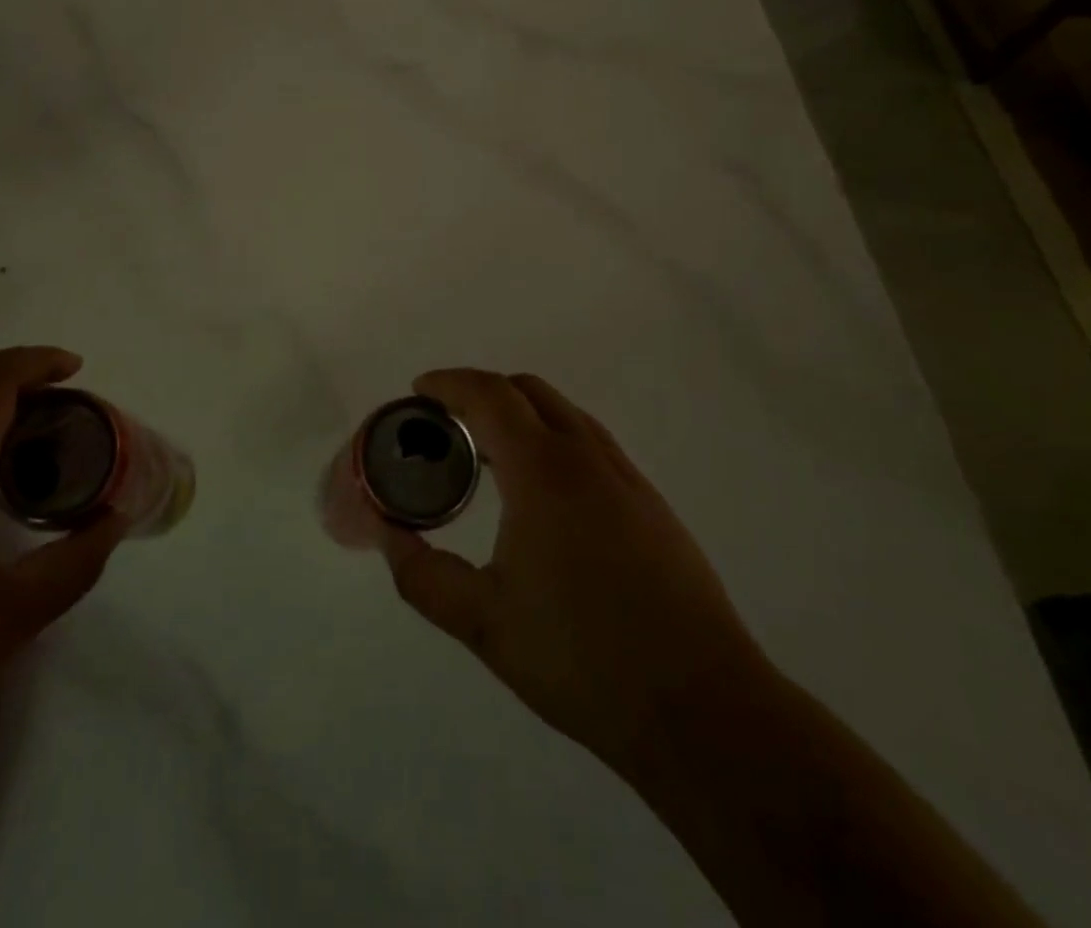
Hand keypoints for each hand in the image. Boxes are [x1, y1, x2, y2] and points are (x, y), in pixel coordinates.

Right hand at [380, 370, 772, 784]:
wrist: (702, 708)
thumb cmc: (583, 659)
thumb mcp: (483, 623)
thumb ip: (423, 575)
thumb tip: (389, 536)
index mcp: (544, 471)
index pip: (489, 395)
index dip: (448, 383)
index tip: (418, 390)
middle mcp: (588, 457)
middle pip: (528, 390)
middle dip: (480, 391)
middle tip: (446, 424)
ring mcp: (627, 478)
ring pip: (564, 413)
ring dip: (519, 413)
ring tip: (487, 454)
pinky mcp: (651, 504)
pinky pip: (590, 442)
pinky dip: (551, 438)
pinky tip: (541, 492)